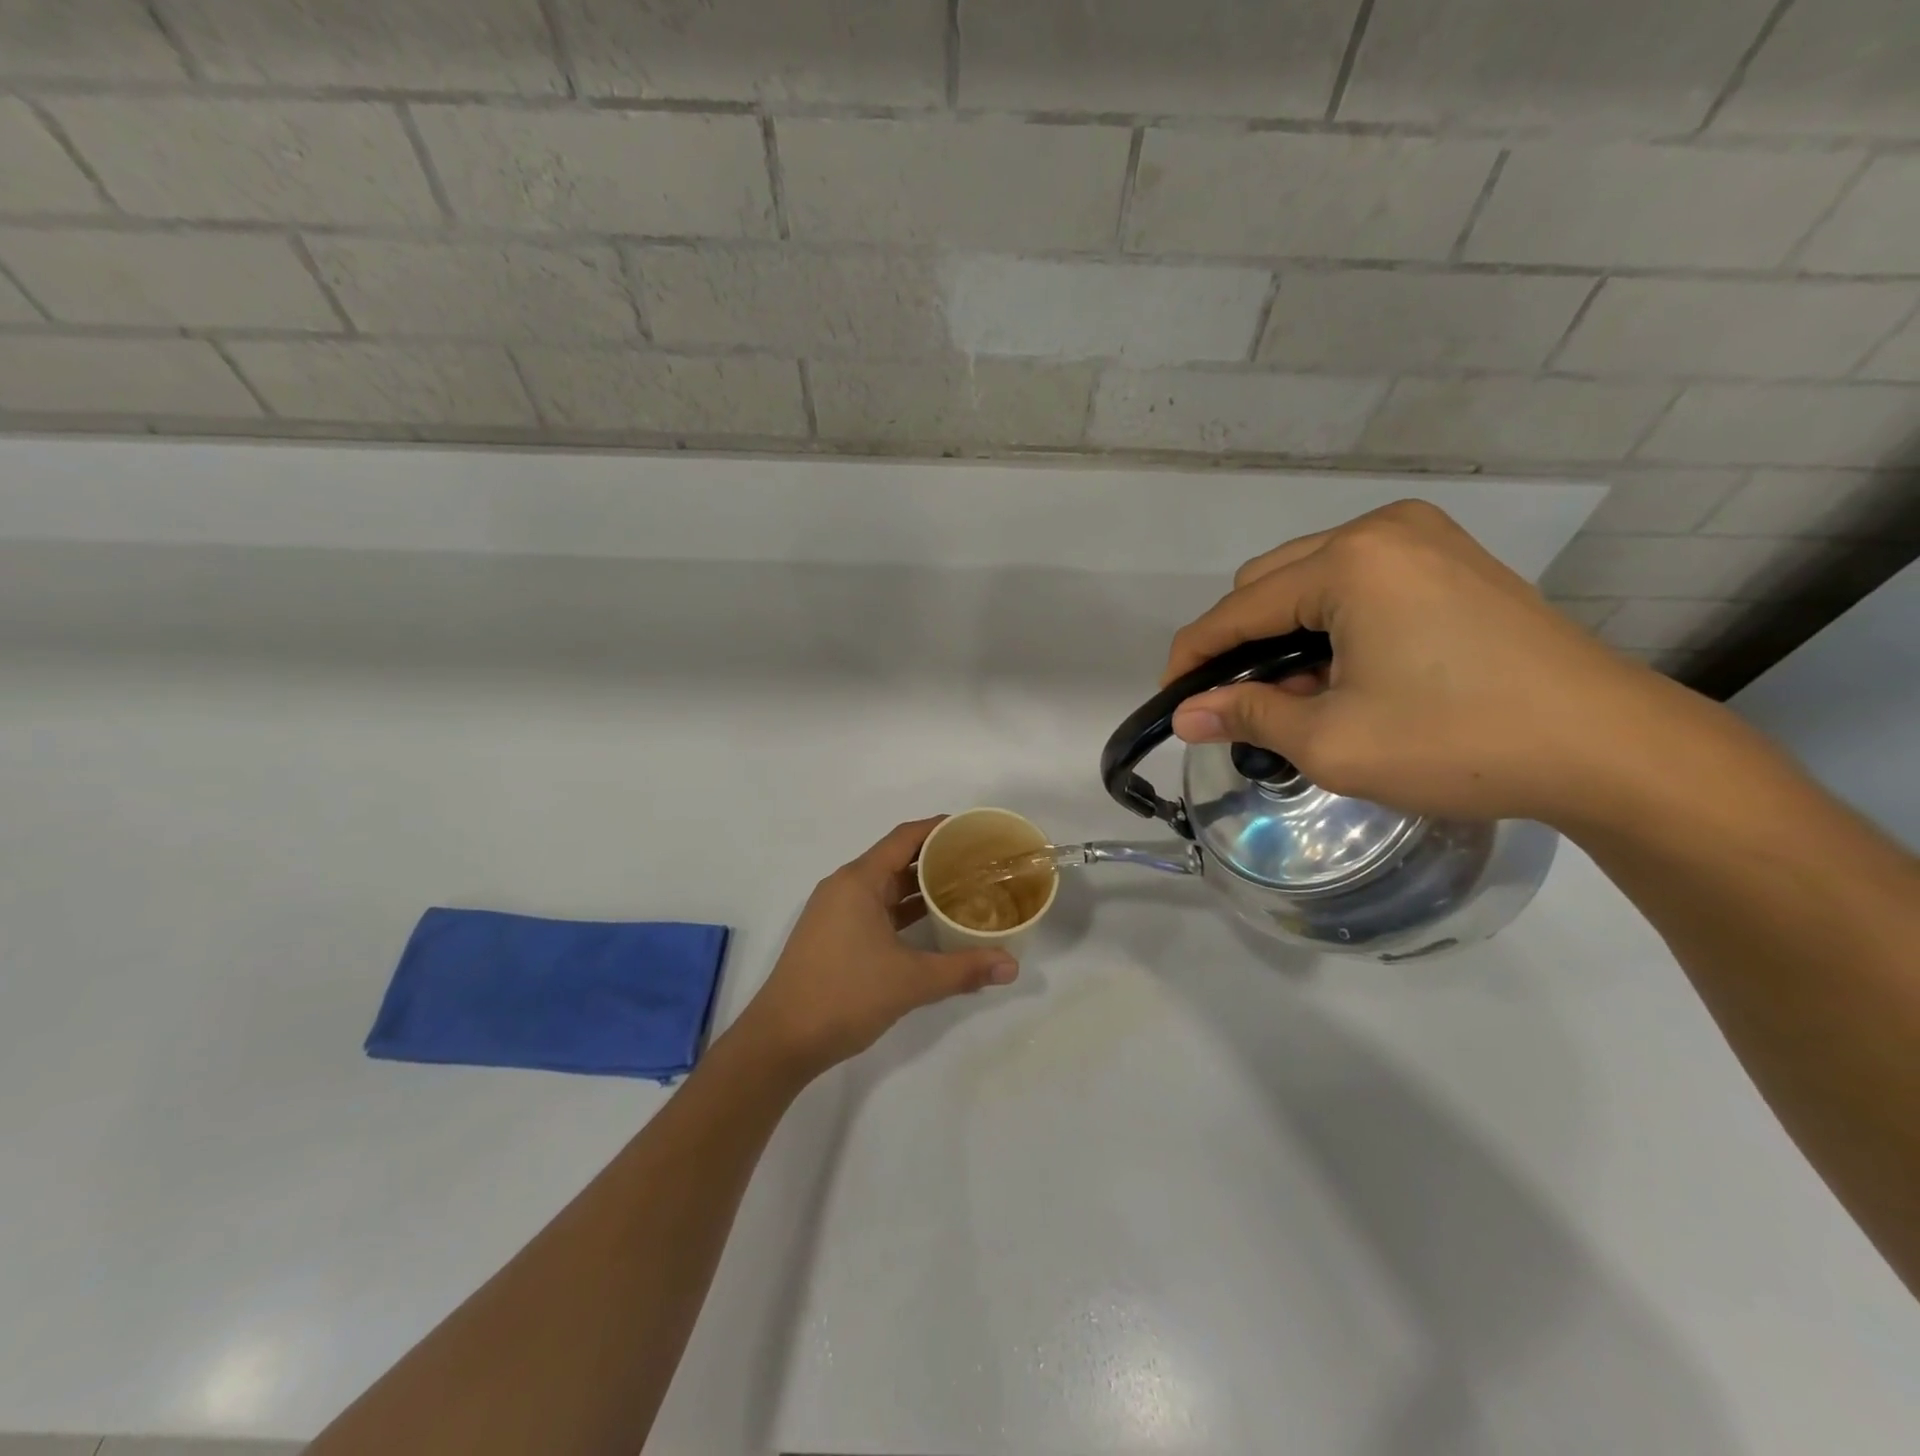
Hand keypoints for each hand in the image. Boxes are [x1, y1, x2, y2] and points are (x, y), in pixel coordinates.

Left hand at [732, 818, 1020, 1078]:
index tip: (973, 829)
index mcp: (858, 882)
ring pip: (885, 887)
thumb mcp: (910, 981)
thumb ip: (963, 969)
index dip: (938, 828)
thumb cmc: (844, 995)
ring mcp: (835, 913)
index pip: (904, 838)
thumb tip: (1012, 966)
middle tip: (978, 863)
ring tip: (964, 889)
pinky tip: (931, 923)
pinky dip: (903, 910)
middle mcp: (844, 888)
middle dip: (936, 858)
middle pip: (896, 859)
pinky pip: (875, 909)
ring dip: (920, 887)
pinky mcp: (833, 936)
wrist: (781, 1040)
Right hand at [1162, 500, 1677, 825]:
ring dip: (1285, 636)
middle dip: (1241, 645)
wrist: (1610, 749)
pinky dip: (1330, 625)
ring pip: (1310, 581)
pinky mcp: (1452, 561)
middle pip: (1268, 583)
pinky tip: (1344, 673)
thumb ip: (1247, 716)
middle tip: (1243, 707)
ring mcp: (1424, 539)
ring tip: (1298, 697)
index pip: (1236, 609)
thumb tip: (1185, 716)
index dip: (1193, 659)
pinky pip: (1357, 583)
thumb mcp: (1332, 741)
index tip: (1172, 704)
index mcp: (1349, 562)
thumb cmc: (1458, 742)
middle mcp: (1381, 531)